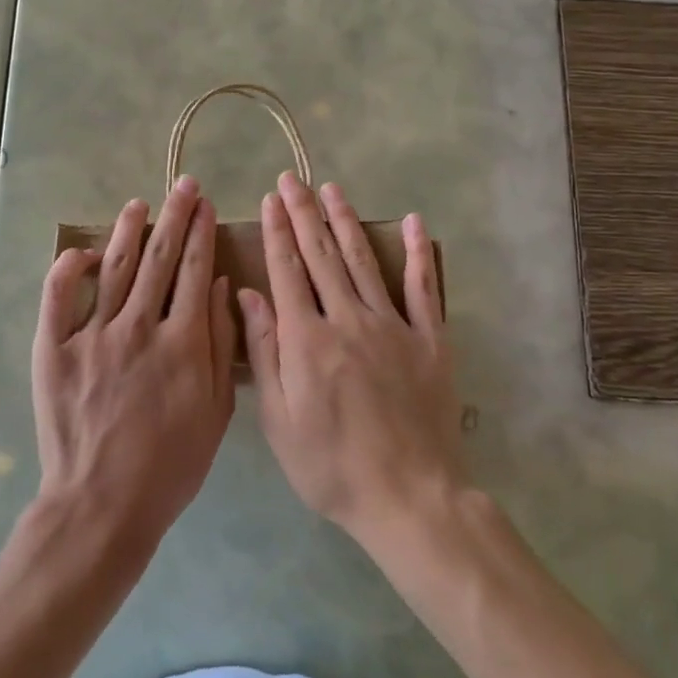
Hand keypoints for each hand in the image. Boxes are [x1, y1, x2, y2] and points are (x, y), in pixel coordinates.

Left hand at [32, 176, 236, 546]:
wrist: (102, 504)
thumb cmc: (170, 464)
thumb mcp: (215, 411)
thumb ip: (218, 343)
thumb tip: (217, 285)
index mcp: (181, 342)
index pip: (193, 271)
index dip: (200, 233)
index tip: (204, 205)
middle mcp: (139, 327)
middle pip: (160, 259)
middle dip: (174, 217)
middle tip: (183, 186)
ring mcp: (93, 335)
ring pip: (116, 268)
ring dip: (129, 231)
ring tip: (140, 204)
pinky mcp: (55, 349)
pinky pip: (59, 298)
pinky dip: (69, 269)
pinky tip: (84, 251)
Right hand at [242, 174, 464, 541]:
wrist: (409, 499)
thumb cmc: (332, 467)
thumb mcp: (280, 421)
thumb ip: (265, 353)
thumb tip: (248, 295)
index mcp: (307, 340)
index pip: (288, 271)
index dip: (277, 232)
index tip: (270, 199)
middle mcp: (348, 319)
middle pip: (321, 255)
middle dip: (304, 213)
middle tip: (293, 179)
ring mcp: (393, 326)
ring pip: (363, 260)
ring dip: (345, 221)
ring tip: (332, 189)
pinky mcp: (429, 339)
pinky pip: (422, 288)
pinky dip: (418, 253)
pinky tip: (414, 222)